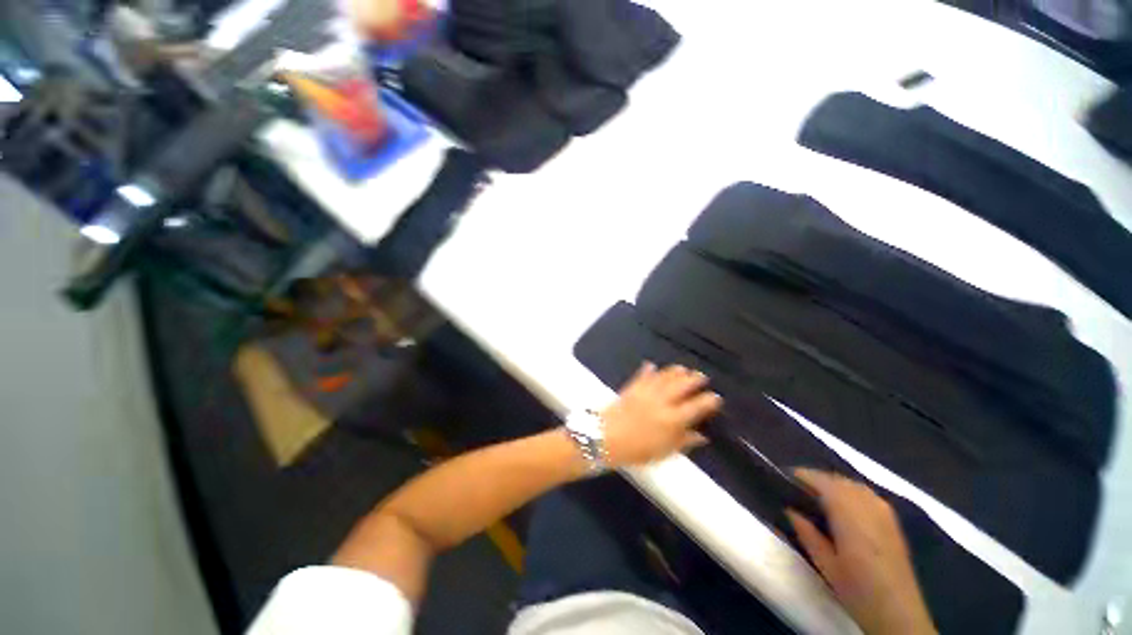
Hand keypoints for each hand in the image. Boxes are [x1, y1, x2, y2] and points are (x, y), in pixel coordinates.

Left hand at [599, 363, 721, 466]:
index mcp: (673, 419)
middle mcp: (662, 401)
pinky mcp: (632, 387)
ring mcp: (646, 392)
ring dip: (675, 371)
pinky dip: (648, 370)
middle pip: (681, 386)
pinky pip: (642, 375)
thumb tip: (701, 435)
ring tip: (683, 368)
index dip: (708, 401)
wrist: (606, 437)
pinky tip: (651, 365)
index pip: (696, 406)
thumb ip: (683, 441)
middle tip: (701, 376)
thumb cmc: (637, 450)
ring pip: (664, 377)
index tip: (715, 397)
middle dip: (694, 379)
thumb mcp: (664, 452)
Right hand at [787, 470, 937, 634]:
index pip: (821, 481)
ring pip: (852, 484)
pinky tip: (842, 507)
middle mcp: (867, 505)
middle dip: (816, 480)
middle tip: (796, 491)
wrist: (900, 613)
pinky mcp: (891, 519)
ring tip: (816, 498)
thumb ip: (807, 533)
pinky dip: (849, 492)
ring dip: (832, 485)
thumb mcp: (825, 565)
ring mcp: (883, 510)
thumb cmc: (858, 590)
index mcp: (849, 513)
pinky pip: (865, 494)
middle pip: (837, 479)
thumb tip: (790, 510)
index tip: (783, 479)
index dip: (801, 476)